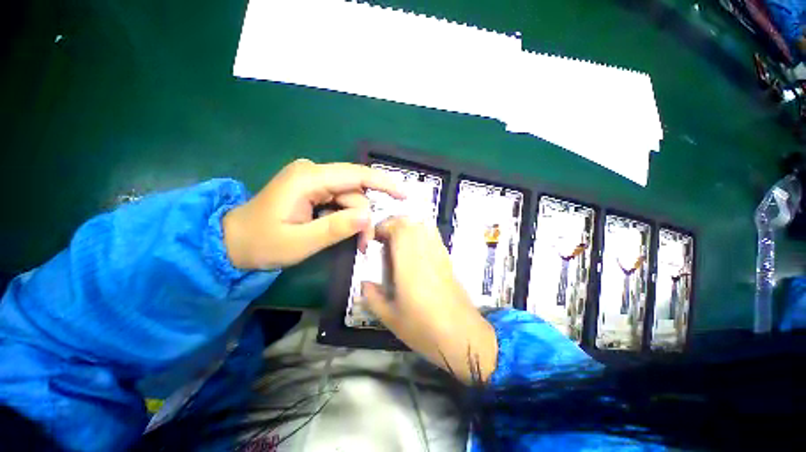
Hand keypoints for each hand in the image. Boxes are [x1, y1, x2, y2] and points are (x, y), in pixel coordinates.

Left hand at [223, 159, 403, 269]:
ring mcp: (312, 180)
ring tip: (357, 243)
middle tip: (366, 242)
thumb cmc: (263, 243)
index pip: (355, 175)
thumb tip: (368, 216)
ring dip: (356, 219)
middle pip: (354, 190)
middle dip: (364, 215)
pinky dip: (347, 216)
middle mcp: (312, 172)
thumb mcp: (301, 242)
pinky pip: (339, 200)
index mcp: (307, 179)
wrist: (233, 242)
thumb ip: (336, 227)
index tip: (404, 194)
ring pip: (349, 197)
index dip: (383, 183)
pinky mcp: (312, 189)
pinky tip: (345, 230)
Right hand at [362, 217, 497, 383]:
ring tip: (396, 242)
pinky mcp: (447, 259)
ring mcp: (439, 254)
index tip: (373, 239)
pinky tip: (413, 250)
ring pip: (423, 226)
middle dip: (393, 224)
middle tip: (382, 239)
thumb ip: (373, 297)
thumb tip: (364, 283)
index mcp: (409, 265)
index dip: (384, 227)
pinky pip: (433, 236)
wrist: (463, 336)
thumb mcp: (391, 318)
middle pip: (411, 223)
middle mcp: (425, 254)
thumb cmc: (425, 329)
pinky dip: (420, 233)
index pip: (399, 230)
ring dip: (407, 227)